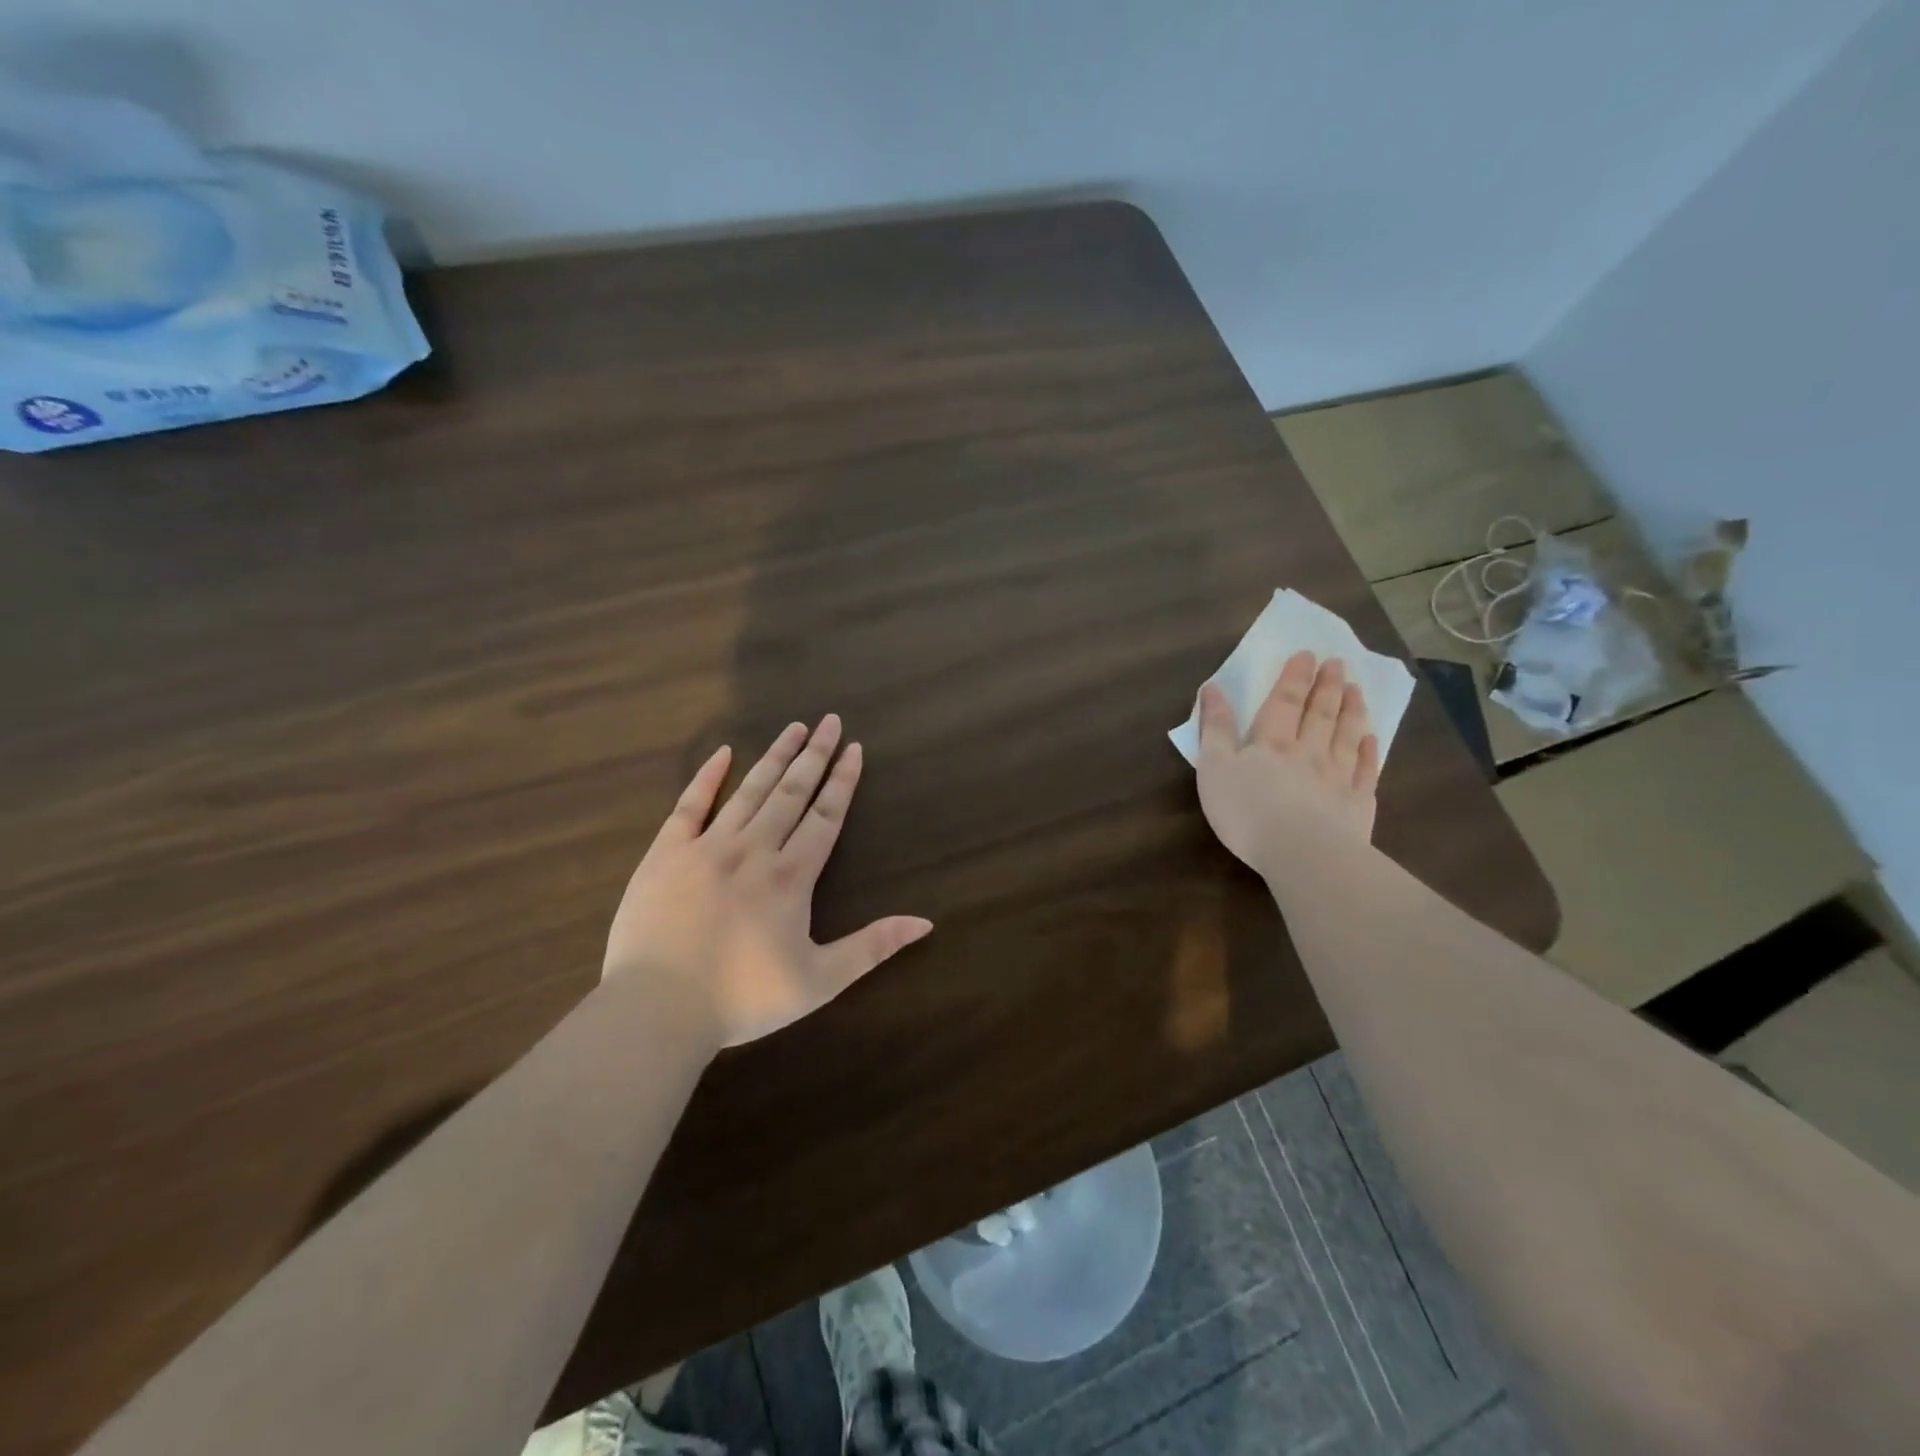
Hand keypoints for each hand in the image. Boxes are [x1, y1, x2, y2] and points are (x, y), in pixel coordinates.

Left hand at [603, 715, 932, 1048]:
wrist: (658, 1009)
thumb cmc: (743, 1000)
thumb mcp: (820, 980)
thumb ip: (872, 947)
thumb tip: (925, 922)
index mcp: (791, 877)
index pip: (825, 816)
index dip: (842, 781)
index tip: (854, 748)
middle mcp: (754, 850)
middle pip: (791, 792)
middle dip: (815, 755)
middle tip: (829, 721)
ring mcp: (707, 847)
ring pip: (749, 791)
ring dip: (774, 757)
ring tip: (793, 727)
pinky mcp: (666, 853)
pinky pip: (689, 805)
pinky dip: (707, 777)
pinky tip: (724, 753)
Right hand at [1195, 652, 1380, 877]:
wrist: (1301, 853)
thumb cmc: (1247, 811)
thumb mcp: (1214, 768)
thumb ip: (1215, 728)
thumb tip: (1213, 688)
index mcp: (1271, 743)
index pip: (1284, 701)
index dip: (1294, 677)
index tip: (1307, 654)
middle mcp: (1308, 752)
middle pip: (1319, 713)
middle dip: (1327, 686)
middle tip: (1338, 663)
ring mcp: (1337, 777)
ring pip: (1346, 736)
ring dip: (1351, 711)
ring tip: (1356, 690)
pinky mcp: (1357, 805)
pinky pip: (1366, 771)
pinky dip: (1369, 753)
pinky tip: (1371, 740)